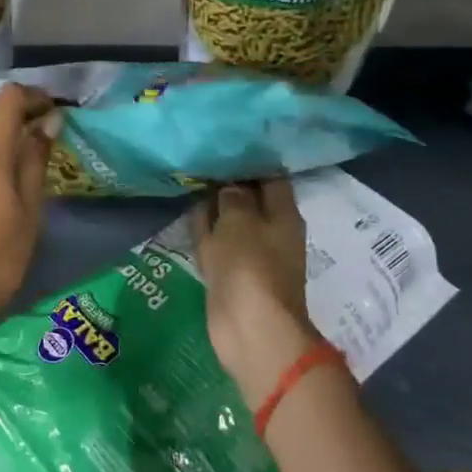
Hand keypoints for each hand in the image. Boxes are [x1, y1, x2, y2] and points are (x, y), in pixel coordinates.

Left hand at [0, 83, 53, 325]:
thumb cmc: (3, 251)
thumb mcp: (30, 205)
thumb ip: (36, 158)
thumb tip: (49, 121)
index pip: (7, 99)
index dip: (33, 96)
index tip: (54, 110)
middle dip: (18, 113)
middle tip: (46, 132)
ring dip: (0, 131)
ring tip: (27, 153)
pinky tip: (3, 174)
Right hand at [195, 178, 322, 406]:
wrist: (249, 328)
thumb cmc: (250, 267)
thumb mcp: (239, 221)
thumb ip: (233, 197)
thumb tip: (230, 185)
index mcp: (283, 215)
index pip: (271, 177)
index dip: (251, 160)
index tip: (227, 143)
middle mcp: (269, 231)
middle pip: (249, 198)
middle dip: (229, 182)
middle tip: (203, 157)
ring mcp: (249, 253)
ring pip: (230, 220)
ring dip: (214, 206)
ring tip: (191, 179)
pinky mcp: (229, 271)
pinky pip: (216, 242)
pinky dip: (204, 229)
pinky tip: (188, 213)